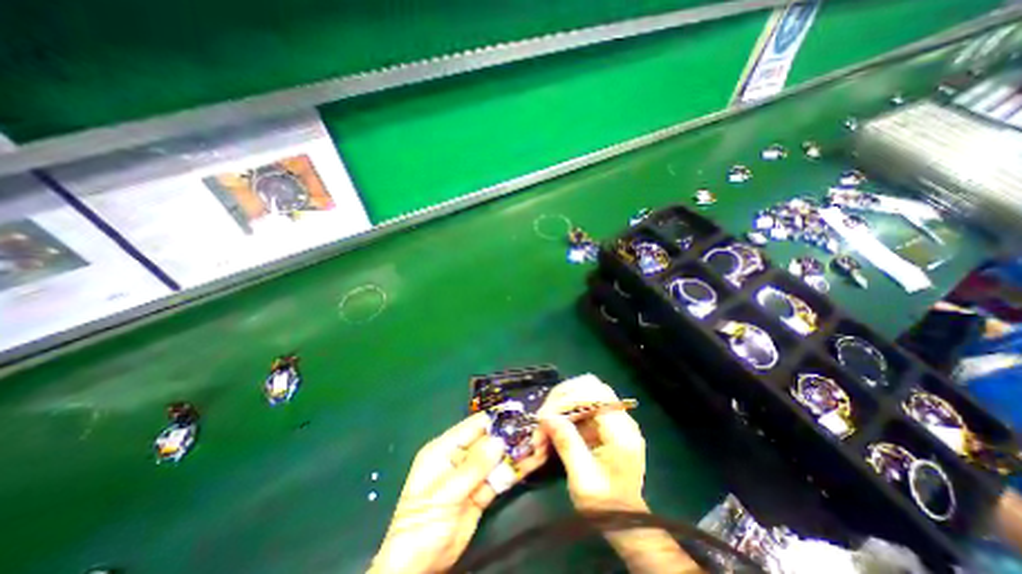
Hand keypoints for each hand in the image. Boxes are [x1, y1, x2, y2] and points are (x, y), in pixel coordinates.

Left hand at [373, 412, 551, 572]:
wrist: (419, 567)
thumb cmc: (423, 523)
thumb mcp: (447, 492)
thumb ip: (474, 466)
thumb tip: (499, 440)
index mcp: (445, 448)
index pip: (474, 426)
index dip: (496, 419)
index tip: (519, 413)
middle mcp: (460, 457)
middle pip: (489, 441)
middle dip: (511, 435)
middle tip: (536, 429)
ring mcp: (472, 475)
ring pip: (497, 458)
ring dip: (517, 451)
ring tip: (540, 442)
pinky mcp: (481, 492)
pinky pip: (500, 477)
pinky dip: (515, 470)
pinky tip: (533, 461)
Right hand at [536, 374, 645, 512]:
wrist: (624, 524)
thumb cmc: (605, 506)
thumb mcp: (583, 480)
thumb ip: (567, 444)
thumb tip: (546, 417)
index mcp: (621, 431)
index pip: (595, 393)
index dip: (567, 399)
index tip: (546, 417)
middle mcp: (620, 418)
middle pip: (588, 386)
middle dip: (561, 398)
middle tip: (542, 419)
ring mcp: (613, 419)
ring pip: (582, 393)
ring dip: (559, 405)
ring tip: (543, 426)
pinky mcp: (604, 423)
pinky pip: (580, 406)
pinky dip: (563, 413)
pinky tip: (551, 428)